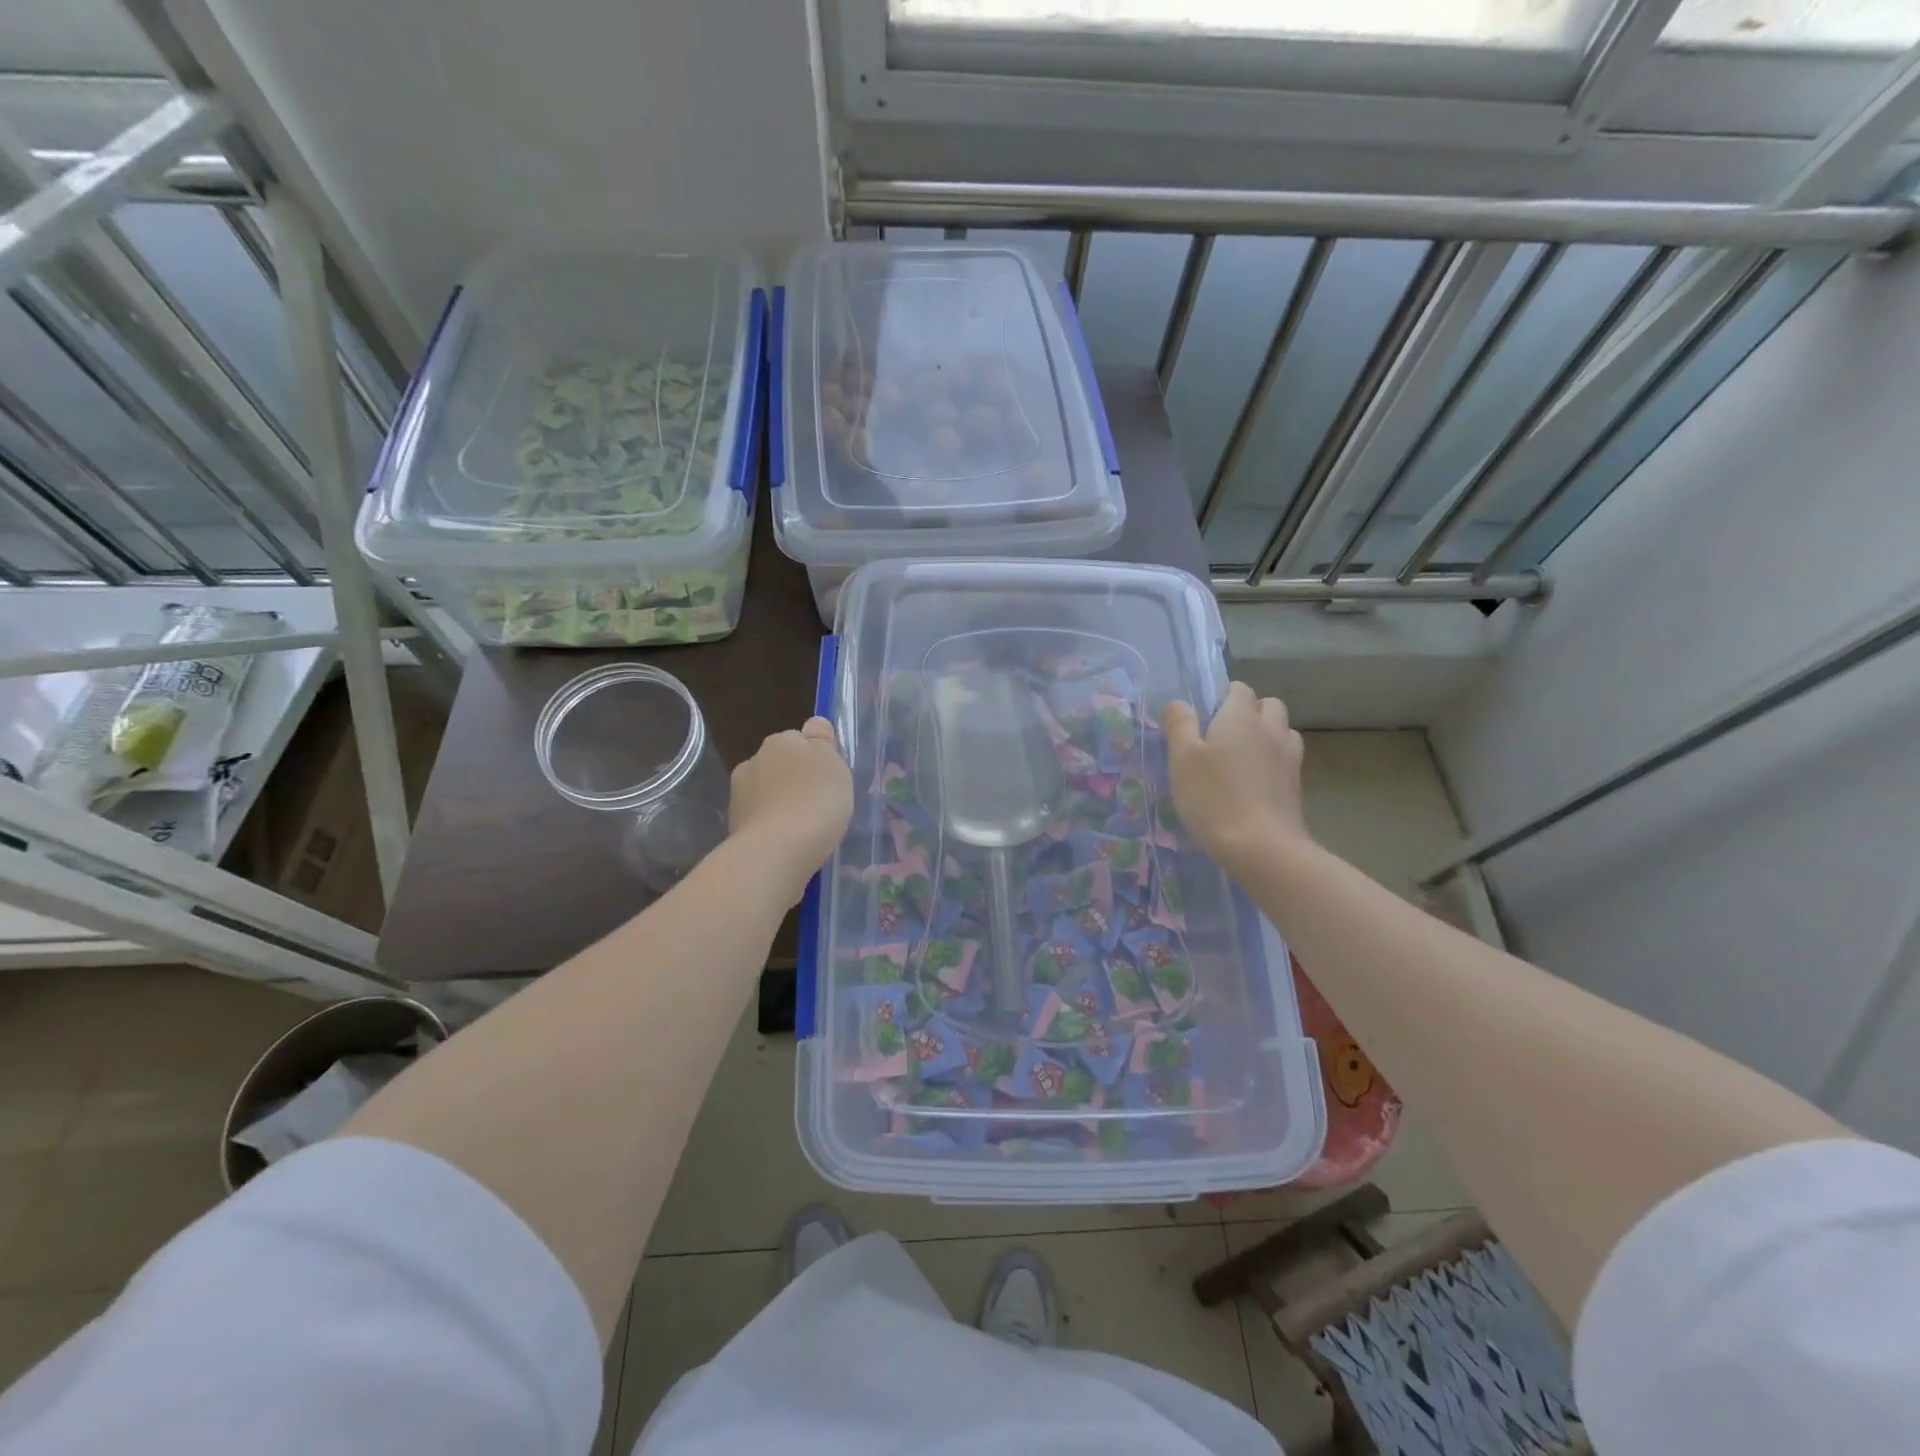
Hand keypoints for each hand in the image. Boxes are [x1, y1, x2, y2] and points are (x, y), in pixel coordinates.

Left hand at [728, 717, 852, 901]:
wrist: (778, 850)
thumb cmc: (815, 800)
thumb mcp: (834, 764)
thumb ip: (823, 742)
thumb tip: (813, 726)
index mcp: (780, 741)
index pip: (799, 739)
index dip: (815, 757)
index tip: (828, 778)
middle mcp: (753, 762)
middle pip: (780, 766)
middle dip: (794, 781)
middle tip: (818, 804)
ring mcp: (739, 796)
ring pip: (767, 794)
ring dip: (781, 805)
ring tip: (804, 829)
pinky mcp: (735, 827)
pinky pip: (761, 822)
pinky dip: (773, 828)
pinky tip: (789, 845)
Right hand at [1163, 684, 1309, 875]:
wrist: (1262, 847)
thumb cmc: (1214, 798)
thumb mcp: (1182, 760)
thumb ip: (1180, 726)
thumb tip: (1179, 703)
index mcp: (1240, 718)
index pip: (1239, 689)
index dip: (1222, 696)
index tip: (1204, 717)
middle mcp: (1270, 730)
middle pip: (1269, 705)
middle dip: (1250, 711)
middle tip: (1223, 735)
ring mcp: (1289, 757)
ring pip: (1283, 730)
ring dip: (1267, 734)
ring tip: (1243, 757)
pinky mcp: (1297, 785)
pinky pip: (1287, 758)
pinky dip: (1274, 760)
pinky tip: (1256, 781)